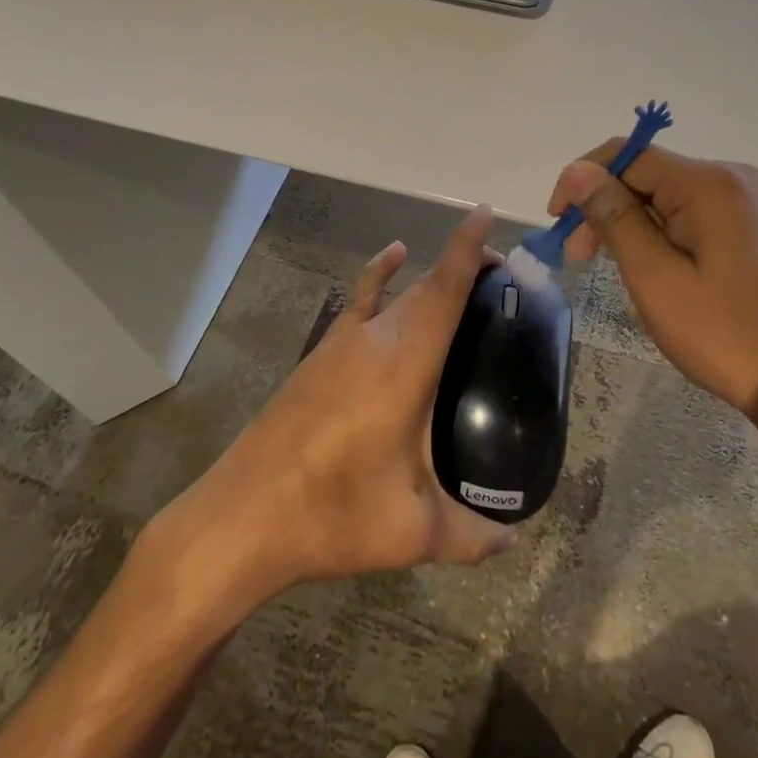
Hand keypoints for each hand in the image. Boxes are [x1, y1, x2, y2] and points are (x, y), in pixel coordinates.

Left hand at [165, 205, 514, 601]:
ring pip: (399, 293)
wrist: (244, 516)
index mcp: (406, 367)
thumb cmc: (333, 515)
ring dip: (432, 279)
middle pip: (427, 285)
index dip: (467, 247)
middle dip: (466, 268)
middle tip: (504, 281)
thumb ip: (471, 536)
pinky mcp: (321, 354)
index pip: (443, 289)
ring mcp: (343, 343)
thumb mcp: (411, 533)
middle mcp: (376, 339)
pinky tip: (392, 257)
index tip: (487, 214)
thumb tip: (513, 543)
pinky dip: (380, 274)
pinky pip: (359, 299)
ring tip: (467, 281)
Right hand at [549, 145, 757, 413]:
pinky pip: (686, 212)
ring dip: (626, 221)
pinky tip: (642, 261)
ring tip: (602, 263)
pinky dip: (655, 231)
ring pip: (663, 194)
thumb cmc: (718, 332)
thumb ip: (613, 216)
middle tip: (575, 254)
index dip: (583, 180)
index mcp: (709, 183)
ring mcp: (743, 201)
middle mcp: (730, 178)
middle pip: (646, 174)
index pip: (628, 155)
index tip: (556, 220)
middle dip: (604, 206)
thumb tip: (577, 170)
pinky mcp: (746, 224)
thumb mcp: (654, 275)